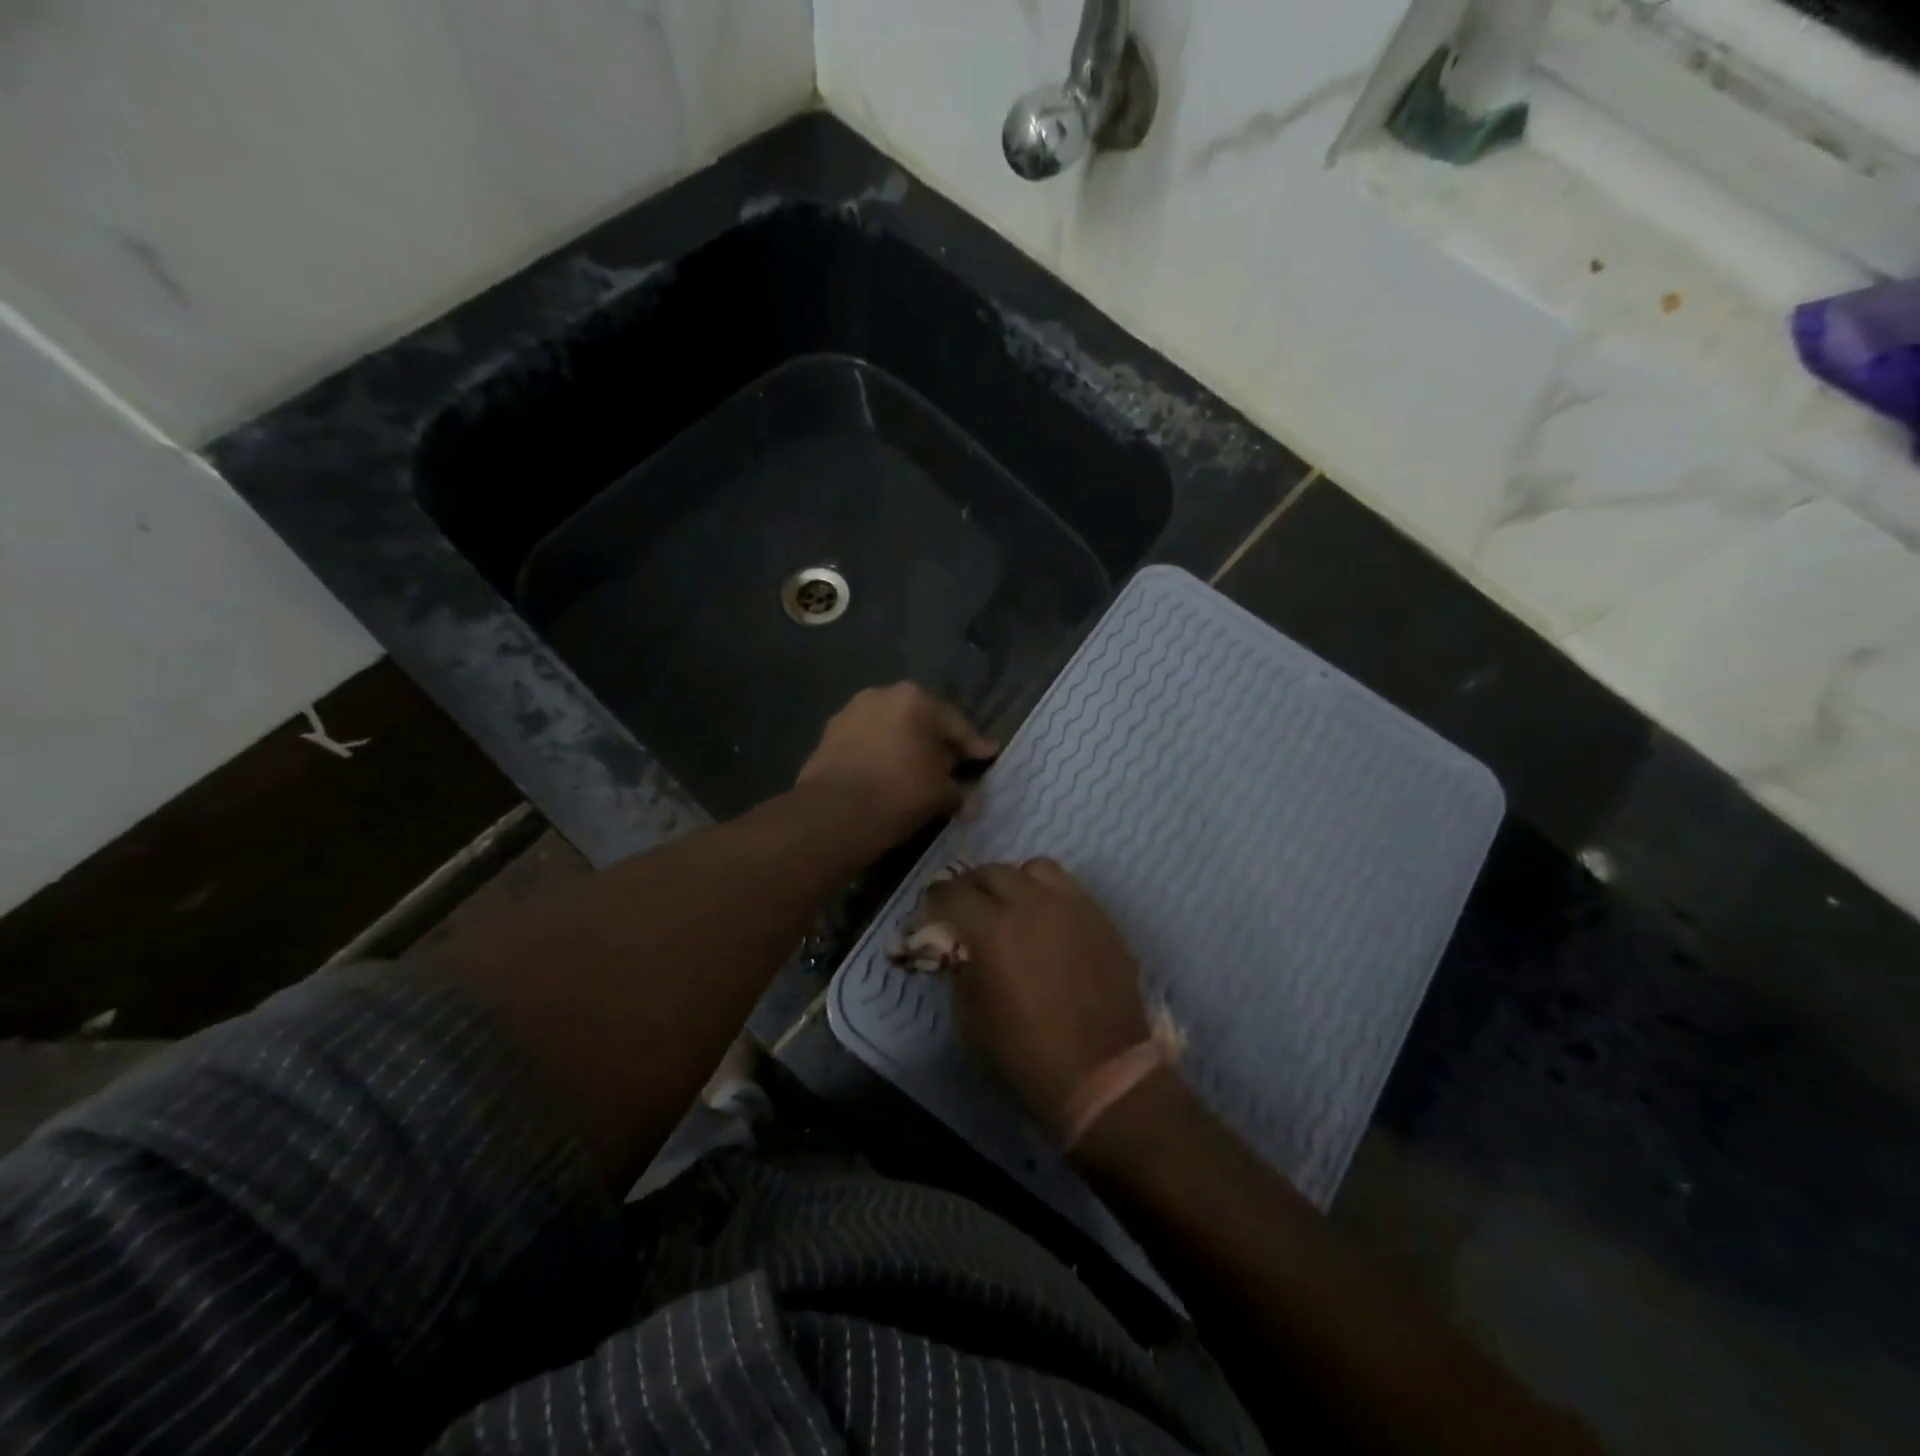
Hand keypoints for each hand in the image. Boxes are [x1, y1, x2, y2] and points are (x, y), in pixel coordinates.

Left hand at [797, 684, 997, 849]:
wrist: (833, 813)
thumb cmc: (899, 794)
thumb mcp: (942, 795)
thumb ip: (959, 790)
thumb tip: (968, 800)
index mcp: (915, 699)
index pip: (956, 725)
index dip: (975, 745)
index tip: (989, 755)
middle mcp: (881, 695)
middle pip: (920, 721)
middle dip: (936, 743)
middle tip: (952, 765)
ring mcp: (850, 713)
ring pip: (890, 730)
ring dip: (904, 747)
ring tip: (916, 772)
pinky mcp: (828, 735)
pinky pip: (866, 743)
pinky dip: (879, 755)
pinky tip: (886, 776)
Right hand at [923, 859, 1150, 1131]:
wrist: (1102, 1073)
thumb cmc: (1026, 1052)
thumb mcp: (972, 1017)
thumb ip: (961, 970)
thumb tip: (958, 948)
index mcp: (992, 929)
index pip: (951, 893)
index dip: (934, 899)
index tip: (931, 910)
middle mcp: (1032, 904)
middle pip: (992, 871)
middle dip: (971, 886)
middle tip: (967, 907)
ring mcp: (1072, 906)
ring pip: (1035, 868)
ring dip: (1015, 882)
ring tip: (1013, 905)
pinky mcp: (1101, 917)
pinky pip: (1069, 888)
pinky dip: (1049, 895)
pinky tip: (1048, 921)